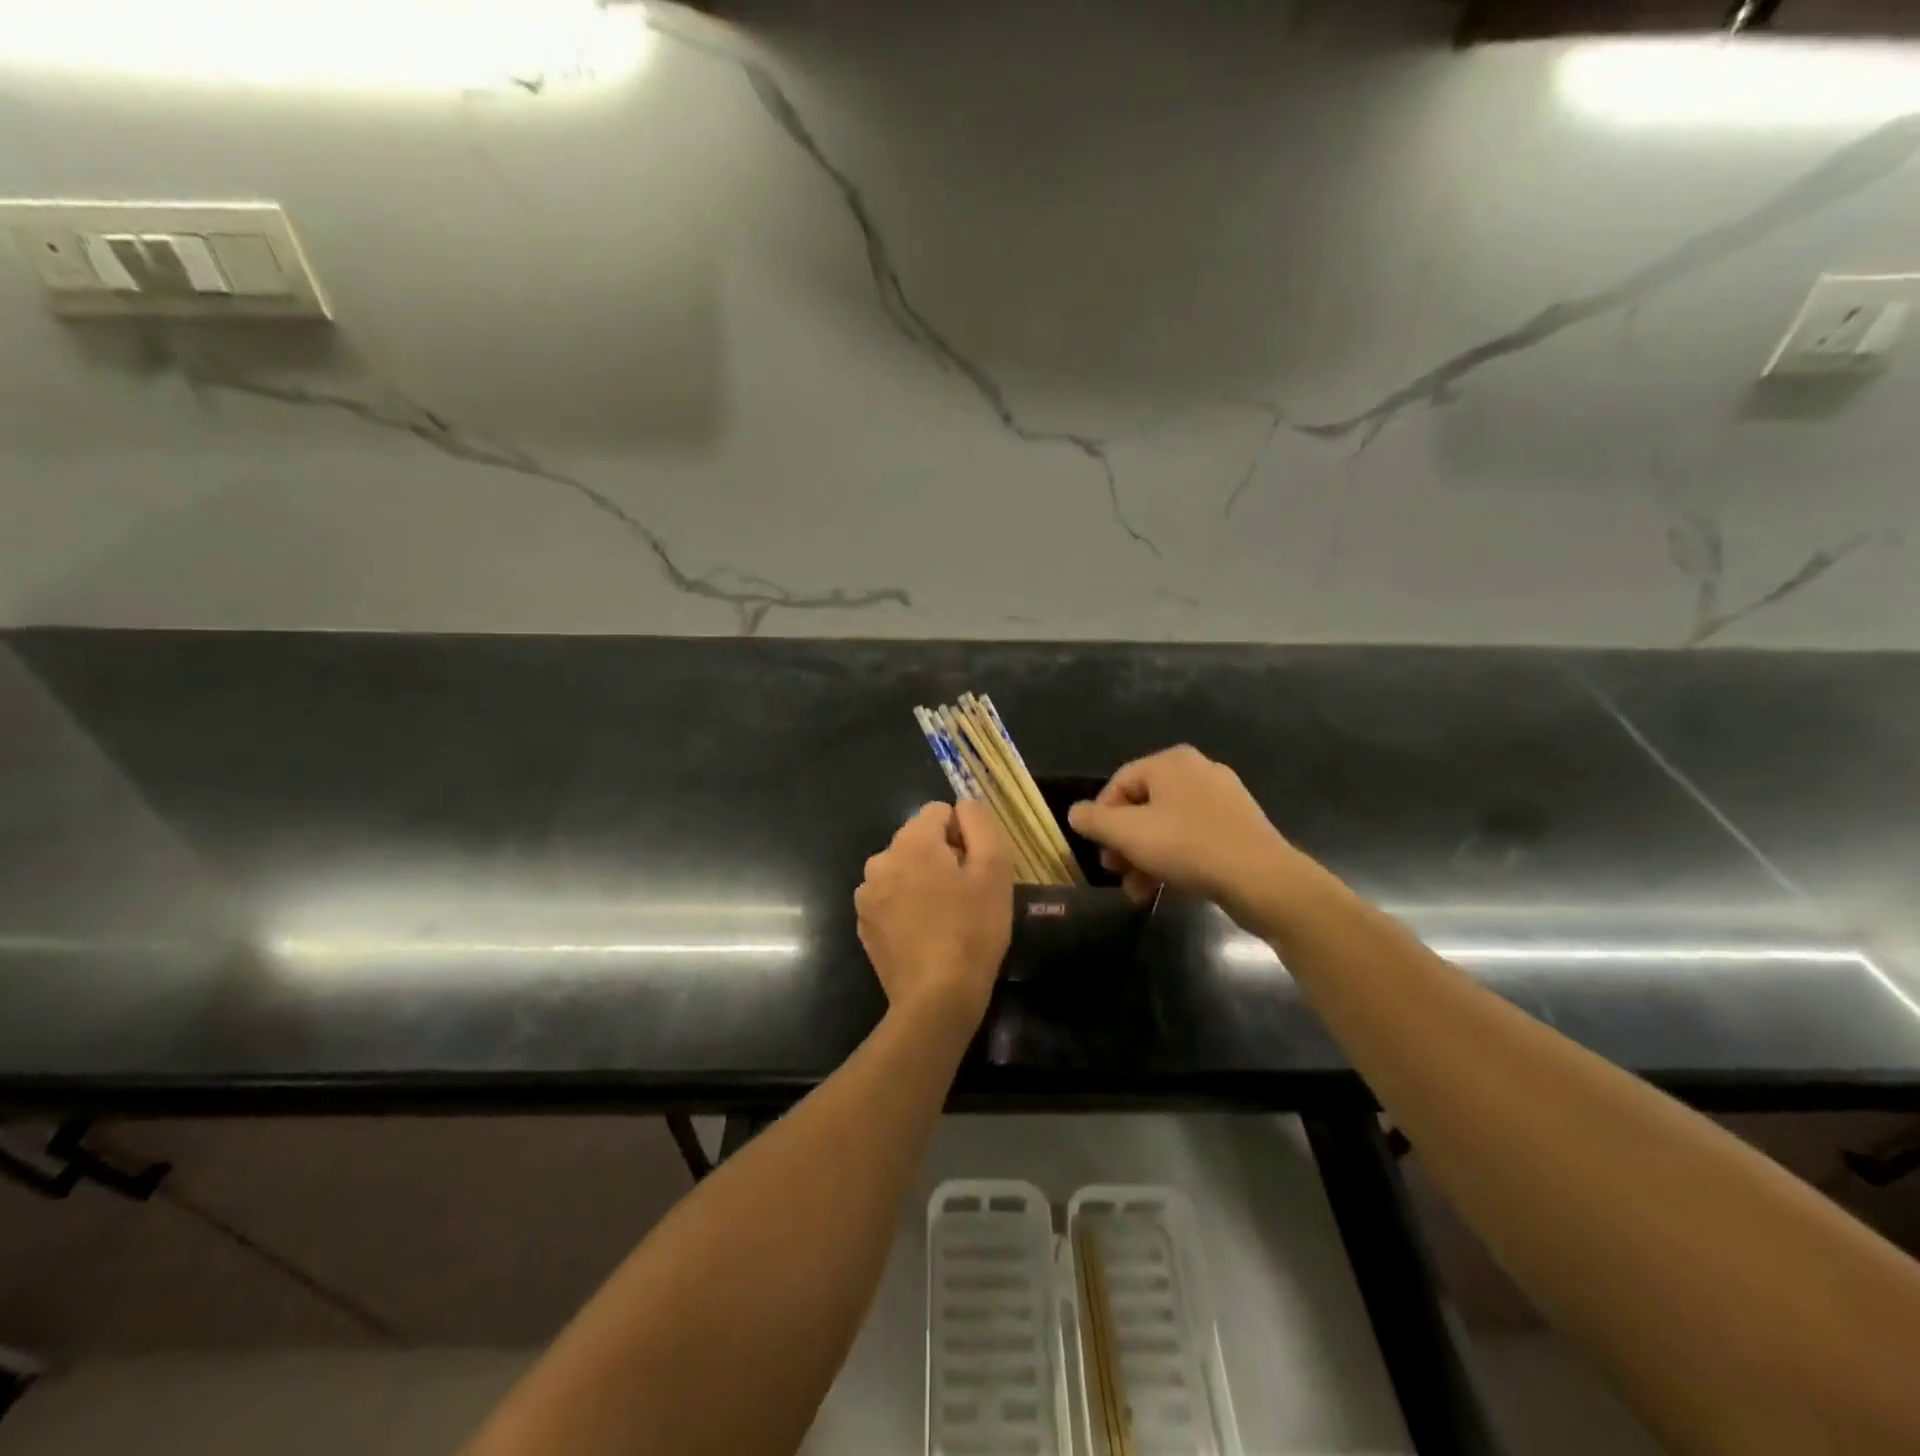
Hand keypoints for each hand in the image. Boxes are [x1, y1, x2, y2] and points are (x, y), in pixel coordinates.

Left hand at [856, 800, 1012, 1021]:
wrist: (936, 998)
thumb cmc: (972, 930)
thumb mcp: (994, 870)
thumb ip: (980, 824)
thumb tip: (964, 806)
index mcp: (911, 842)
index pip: (938, 811)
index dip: (963, 834)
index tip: (975, 868)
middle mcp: (880, 860)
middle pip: (918, 840)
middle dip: (941, 857)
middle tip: (965, 894)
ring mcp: (866, 894)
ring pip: (903, 869)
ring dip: (922, 881)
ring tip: (946, 916)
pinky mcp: (864, 923)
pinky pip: (890, 898)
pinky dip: (907, 906)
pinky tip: (926, 934)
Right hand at [1067, 746, 1302, 924]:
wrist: (1262, 880)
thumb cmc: (1187, 847)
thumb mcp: (1128, 834)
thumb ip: (1094, 820)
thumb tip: (1075, 813)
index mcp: (1171, 763)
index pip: (1119, 783)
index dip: (1101, 817)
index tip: (1097, 849)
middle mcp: (1198, 772)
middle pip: (1143, 806)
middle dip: (1124, 843)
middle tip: (1115, 872)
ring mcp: (1222, 800)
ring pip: (1167, 827)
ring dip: (1145, 859)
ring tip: (1136, 892)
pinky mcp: (1238, 828)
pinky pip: (1193, 840)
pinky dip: (1173, 861)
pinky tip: (1164, 891)